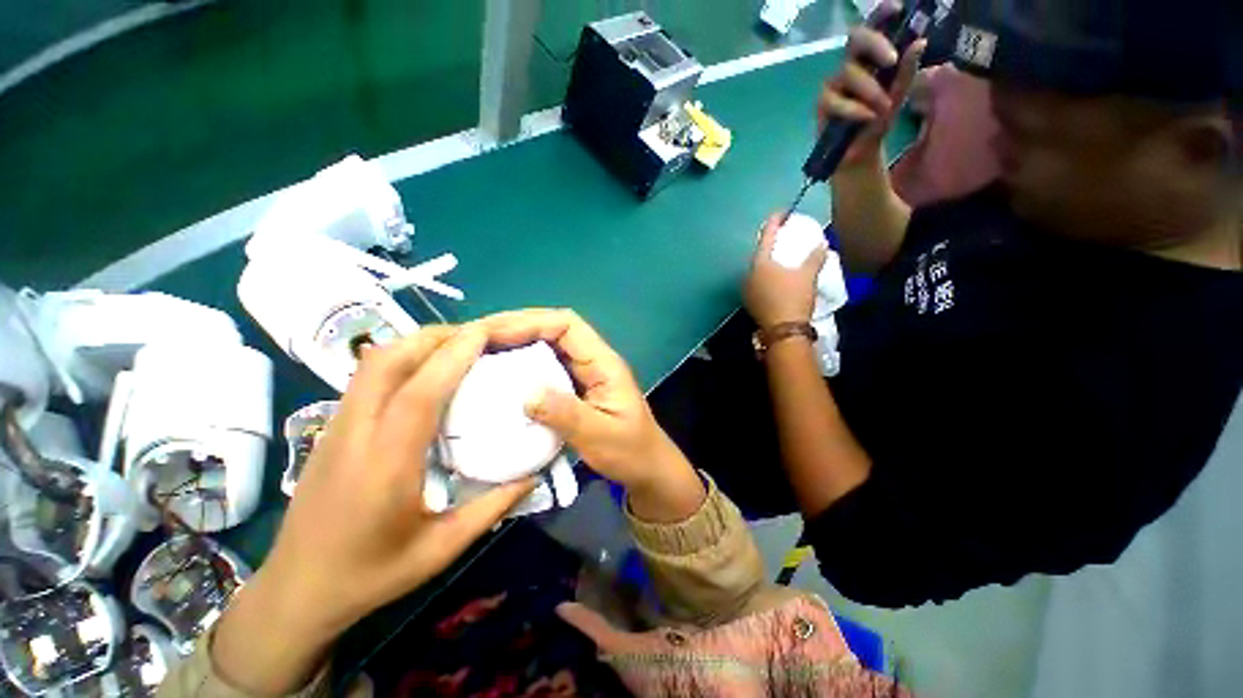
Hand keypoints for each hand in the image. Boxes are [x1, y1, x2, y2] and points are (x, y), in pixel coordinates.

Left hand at [213, 325, 534, 693]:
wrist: (295, 592)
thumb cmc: (370, 575)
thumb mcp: (440, 549)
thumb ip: (491, 509)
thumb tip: (533, 477)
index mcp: (386, 464)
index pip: (420, 392)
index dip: (454, 356)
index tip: (486, 333)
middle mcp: (356, 433)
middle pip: (388, 361)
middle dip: (435, 337)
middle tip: (477, 336)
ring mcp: (337, 427)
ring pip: (373, 363)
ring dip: (416, 343)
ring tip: (456, 346)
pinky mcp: (332, 428)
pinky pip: (367, 376)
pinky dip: (401, 358)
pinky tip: (425, 370)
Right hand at [484, 309, 704, 521]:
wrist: (647, 469)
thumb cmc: (631, 452)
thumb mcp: (601, 436)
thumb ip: (567, 415)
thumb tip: (526, 394)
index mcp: (603, 363)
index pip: (567, 324)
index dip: (531, 321)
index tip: (494, 334)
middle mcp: (593, 361)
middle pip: (554, 329)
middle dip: (516, 327)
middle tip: (476, 338)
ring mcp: (584, 374)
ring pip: (547, 347)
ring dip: (515, 345)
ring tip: (479, 352)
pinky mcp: (575, 390)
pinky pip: (545, 369)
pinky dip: (521, 368)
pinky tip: (499, 378)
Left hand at [745, 214, 826, 327]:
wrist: (783, 329)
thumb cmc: (794, 297)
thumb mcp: (807, 275)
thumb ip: (814, 257)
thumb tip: (822, 244)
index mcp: (760, 263)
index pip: (766, 236)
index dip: (774, 222)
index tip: (781, 213)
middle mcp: (748, 274)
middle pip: (759, 254)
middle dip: (770, 245)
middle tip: (782, 239)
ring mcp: (747, 290)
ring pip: (757, 271)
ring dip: (768, 263)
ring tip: (780, 260)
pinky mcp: (750, 303)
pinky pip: (757, 283)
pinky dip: (766, 278)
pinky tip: (775, 281)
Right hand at [817, 0, 926, 168]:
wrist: (858, 154)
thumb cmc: (876, 122)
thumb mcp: (897, 96)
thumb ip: (906, 72)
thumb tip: (919, 42)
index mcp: (869, 59)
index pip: (872, 29)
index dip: (880, 16)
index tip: (895, 8)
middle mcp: (849, 65)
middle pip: (855, 39)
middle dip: (874, 45)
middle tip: (891, 60)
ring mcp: (833, 84)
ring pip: (848, 72)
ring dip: (869, 89)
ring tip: (883, 108)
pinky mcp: (822, 105)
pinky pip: (835, 100)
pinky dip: (853, 109)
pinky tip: (866, 118)